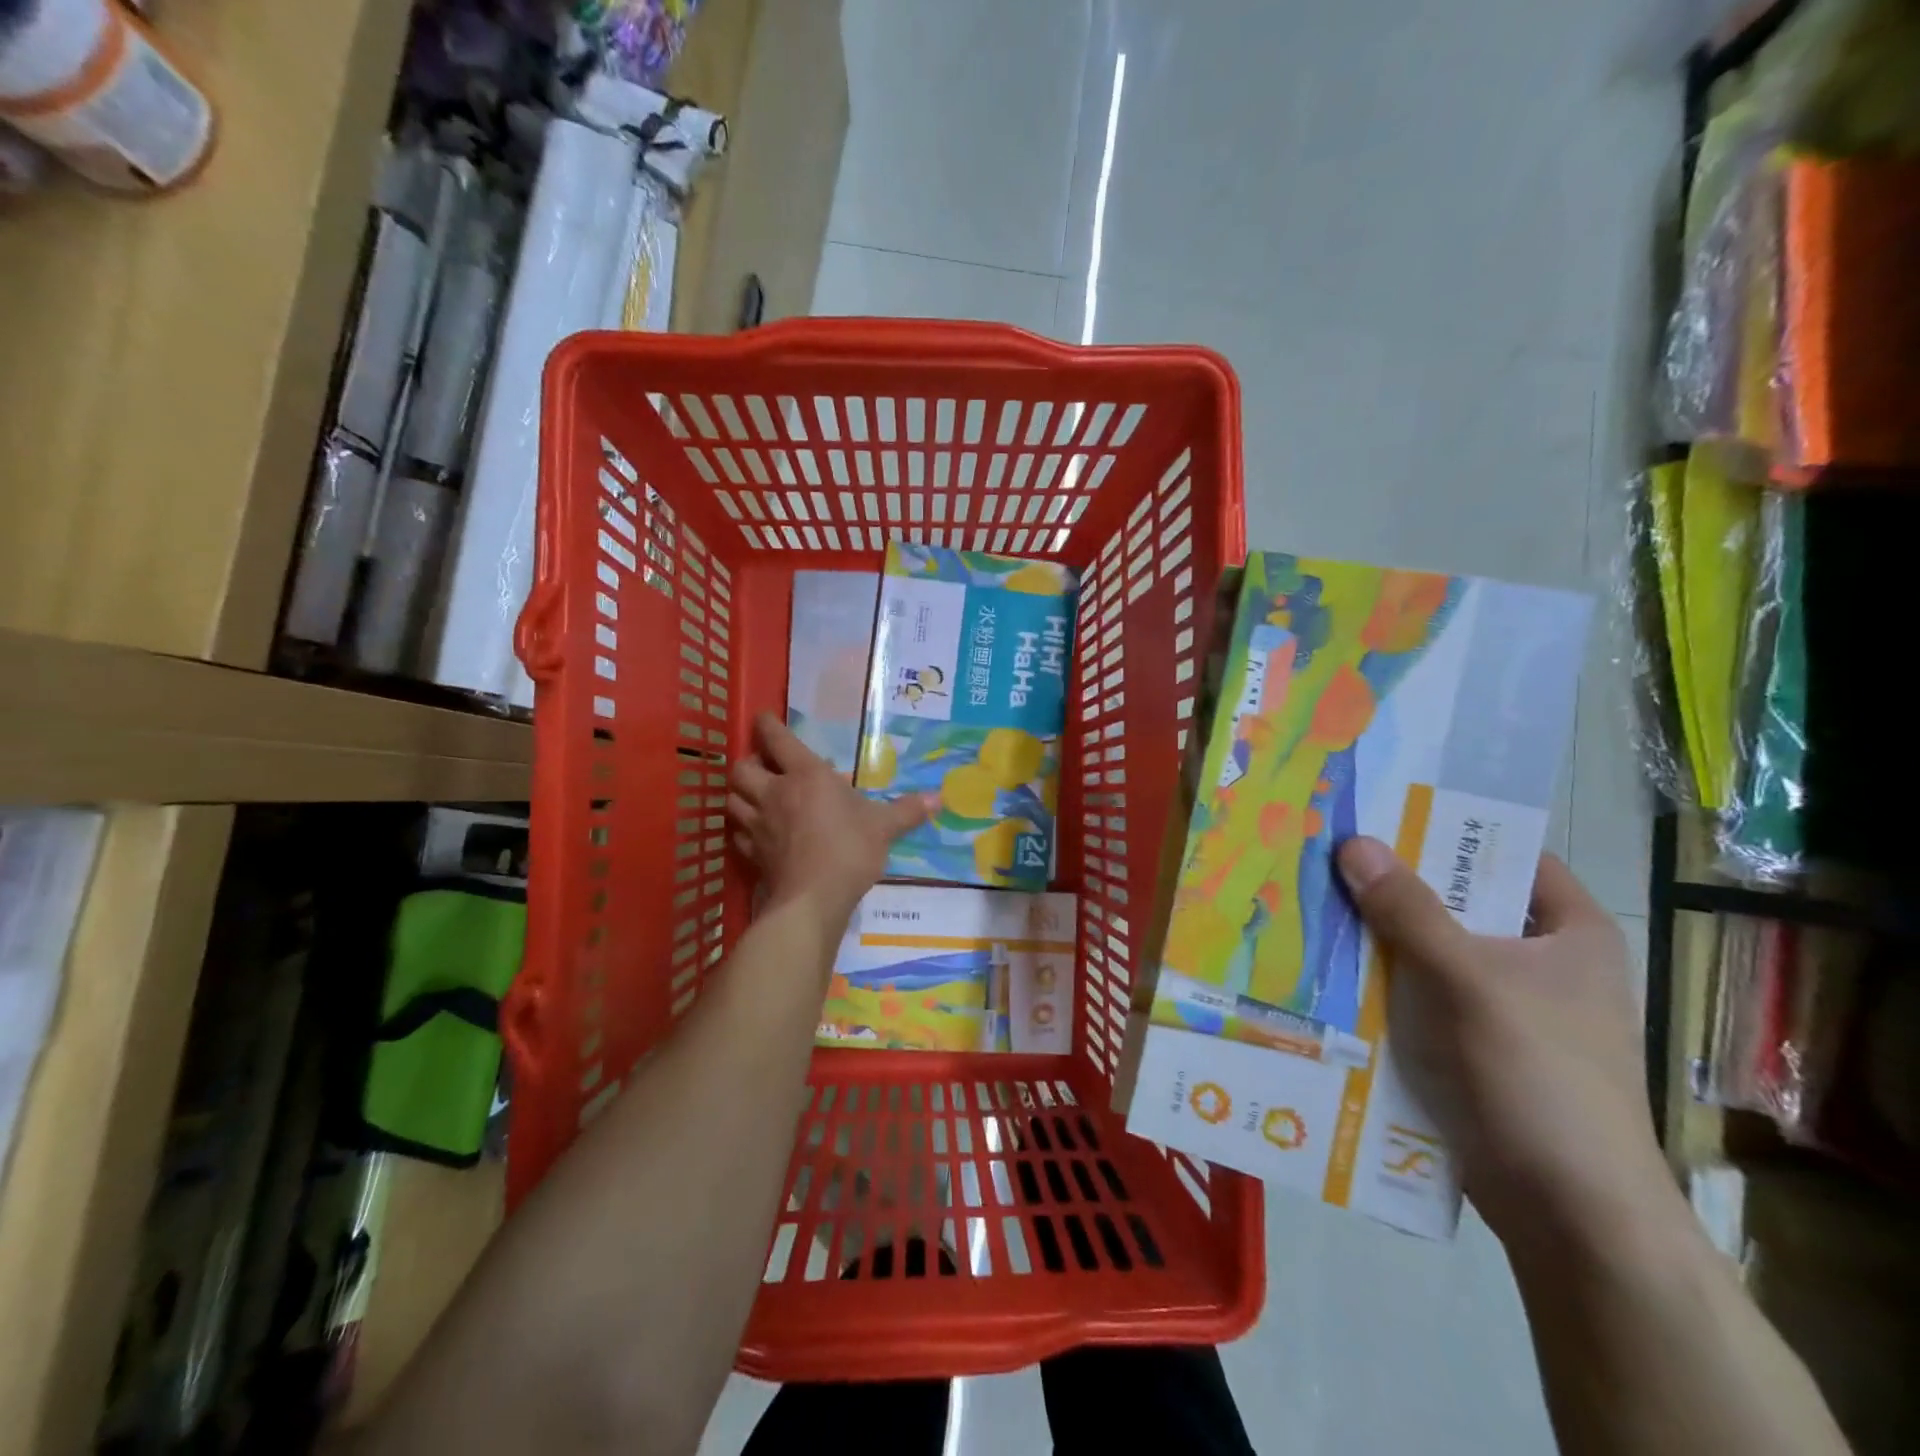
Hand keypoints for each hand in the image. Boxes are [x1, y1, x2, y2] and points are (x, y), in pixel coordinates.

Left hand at [728, 713, 930, 926]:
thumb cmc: (850, 850)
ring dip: (741, 794)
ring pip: (733, 799)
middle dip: (750, 762)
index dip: (768, 725)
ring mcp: (759, 824)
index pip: (778, 740)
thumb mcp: (884, 827)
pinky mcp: (753, 853)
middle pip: (743, 768)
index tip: (763, 718)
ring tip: (756, 796)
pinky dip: (743, 828)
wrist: (813, 898)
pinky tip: (756, 833)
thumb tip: (938, 799)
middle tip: (764, 766)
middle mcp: (775, 793)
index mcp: (806, 776)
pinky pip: (738, 833)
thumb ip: (907, 811)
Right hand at [1336, 837, 1677, 1256]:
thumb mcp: (1469, 980)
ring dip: (1376, 933)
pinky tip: (1324, 964)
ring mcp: (1501, 1006)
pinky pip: (1415, 993)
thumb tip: (1352, 841)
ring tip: (1309, 899)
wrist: (1569, 1212)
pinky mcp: (1469, 1045)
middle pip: (1455, 901)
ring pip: (1427, 949)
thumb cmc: (1539, 1076)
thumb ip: (1409, 910)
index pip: (1503, 855)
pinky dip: (1377, 979)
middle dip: (1391, 883)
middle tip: (1323, 852)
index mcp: (1568, 932)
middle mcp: (1537, 960)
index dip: (1443, 829)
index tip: (1376, 811)